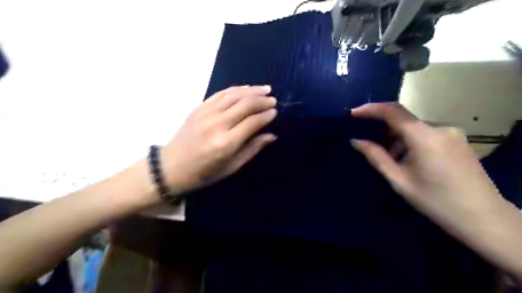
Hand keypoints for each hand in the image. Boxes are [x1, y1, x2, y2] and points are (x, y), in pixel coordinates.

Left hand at [163, 84, 276, 193]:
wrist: (171, 167)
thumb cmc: (204, 173)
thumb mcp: (231, 167)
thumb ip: (252, 149)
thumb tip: (271, 135)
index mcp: (226, 143)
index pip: (252, 122)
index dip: (266, 116)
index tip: (275, 112)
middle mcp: (217, 125)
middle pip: (244, 105)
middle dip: (262, 100)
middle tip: (273, 99)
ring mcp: (206, 114)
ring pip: (233, 95)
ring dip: (251, 91)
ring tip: (265, 89)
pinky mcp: (198, 108)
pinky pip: (220, 94)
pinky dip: (235, 89)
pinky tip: (246, 88)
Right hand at [350, 104, 505, 235]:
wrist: (483, 218)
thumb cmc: (435, 200)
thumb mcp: (399, 180)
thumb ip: (376, 156)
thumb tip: (356, 141)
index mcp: (424, 137)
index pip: (393, 111)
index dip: (371, 109)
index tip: (354, 113)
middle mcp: (440, 128)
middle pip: (404, 120)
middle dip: (384, 130)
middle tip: (370, 145)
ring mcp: (452, 133)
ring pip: (415, 129)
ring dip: (398, 139)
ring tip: (392, 160)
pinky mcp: (458, 141)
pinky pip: (427, 134)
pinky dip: (411, 142)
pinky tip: (410, 161)